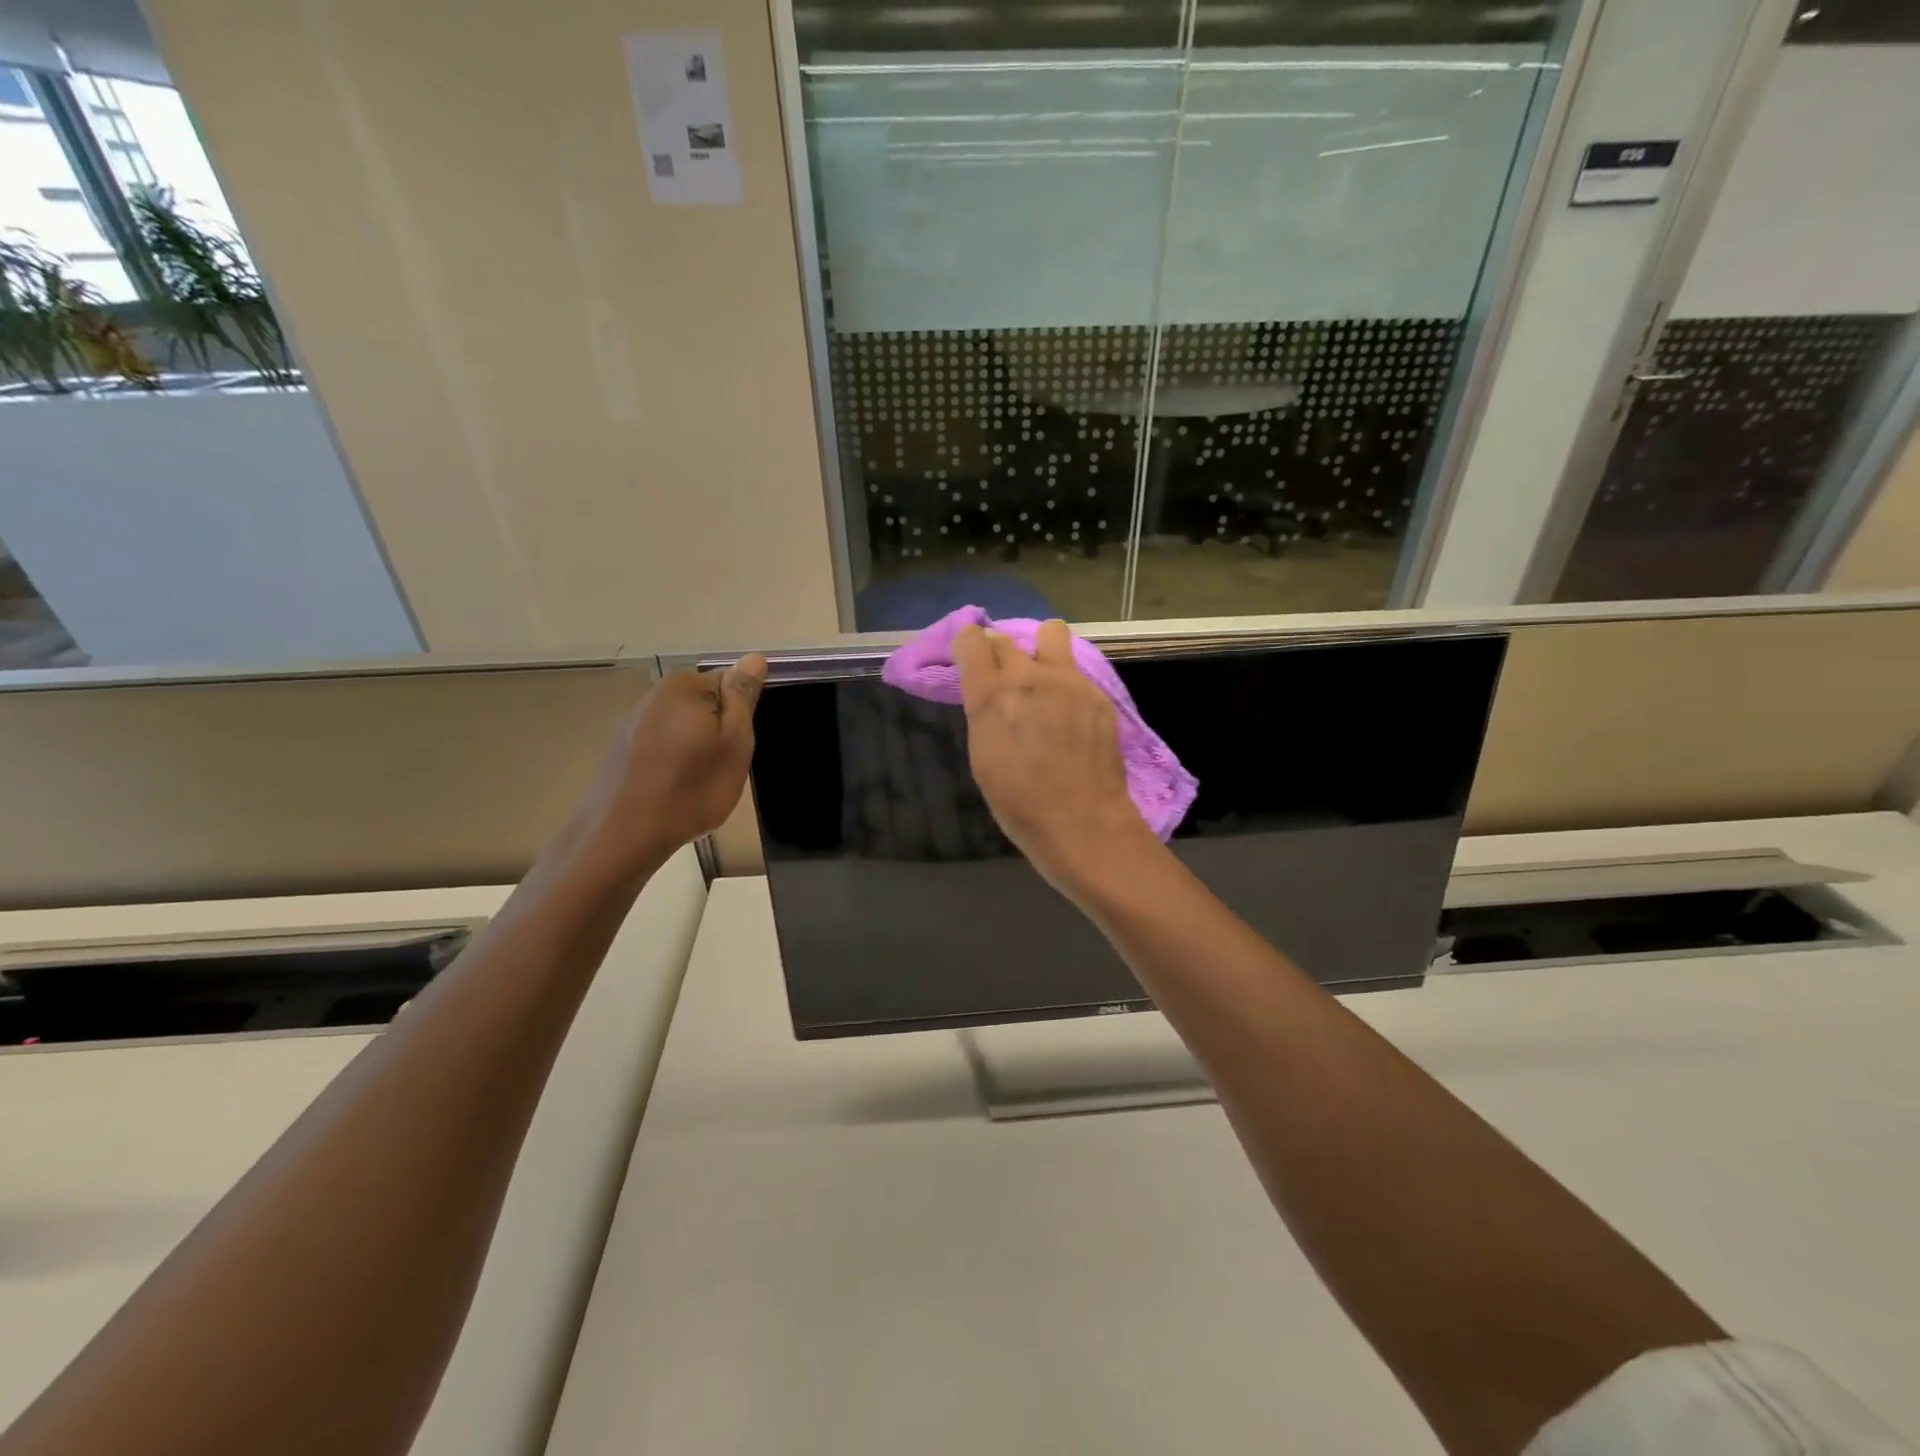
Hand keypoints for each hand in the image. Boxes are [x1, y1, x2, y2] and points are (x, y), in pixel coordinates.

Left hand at [578, 655, 766, 869]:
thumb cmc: (691, 788)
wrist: (623, 835)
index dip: (740, 718)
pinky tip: (673, 789)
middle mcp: (654, 693)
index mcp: (685, 685)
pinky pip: (662, 744)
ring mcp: (633, 720)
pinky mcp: (621, 747)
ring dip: (695, 748)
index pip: (731, 685)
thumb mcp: (734, 742)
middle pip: (706, 704)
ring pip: (684, 726)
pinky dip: (673, 761)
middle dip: (717, 732)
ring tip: (696, 783)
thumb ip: (743, 697)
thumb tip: (754, 657)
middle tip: (721, 768)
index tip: (737, 749)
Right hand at [953, 620, 1155, 898]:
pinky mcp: (1096, 692)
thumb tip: (991, 694)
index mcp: (991, 695)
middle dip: (1000, 653)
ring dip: (1041, 647)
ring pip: (1050, 633)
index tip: (970, 661)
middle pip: (1006, 639)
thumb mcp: (983, 756)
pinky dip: (1067, 682)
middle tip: (1005, 680)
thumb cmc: (1019, 802)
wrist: (1081, 821)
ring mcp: (1067, 680)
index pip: (972, 640)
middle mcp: (1028, 676)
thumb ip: (985, 713)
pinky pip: (1076, 670)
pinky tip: (1071, 713)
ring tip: (1044, 676)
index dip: (968, 646)